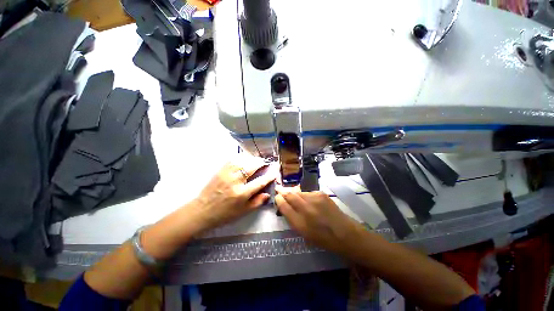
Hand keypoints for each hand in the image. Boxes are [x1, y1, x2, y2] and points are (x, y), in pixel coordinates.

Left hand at [191, 155, 275, 231]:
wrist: (202, 211)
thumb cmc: (224, 214)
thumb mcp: (243, 212)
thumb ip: (257, 202)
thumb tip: (268, 194)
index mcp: (242, 193)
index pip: (260, 182)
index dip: (269, 175)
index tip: (275, 171)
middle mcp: (235, 181)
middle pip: (251, 166)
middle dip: (261, 163)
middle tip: (265, 163)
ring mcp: (227, 174)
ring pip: (243, 160)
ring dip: (251, 159)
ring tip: (256, 161)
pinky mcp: (220, 170)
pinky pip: (233, 160)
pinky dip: (241, 158)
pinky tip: (244, 159)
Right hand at [275, 187, 363, 253]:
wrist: (344, 233)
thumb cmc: (322, 238)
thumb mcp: (303, 233)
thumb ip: (292, 218)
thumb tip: (285, 205)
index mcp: (299, 223)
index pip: (284, 206)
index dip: (278, 200)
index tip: (277, 197)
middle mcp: (306, 209)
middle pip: (290, 195)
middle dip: (283, 191)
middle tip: (279, 188)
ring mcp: (314, 199)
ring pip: (298, 192)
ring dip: (294, 193)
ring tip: (293, 195)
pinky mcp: (321, 193)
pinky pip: (308, 192)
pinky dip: (305, 195)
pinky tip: (308, 199)